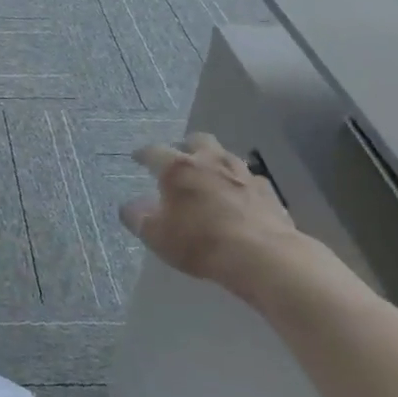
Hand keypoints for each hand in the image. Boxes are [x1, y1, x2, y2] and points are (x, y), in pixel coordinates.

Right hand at [118, 134, 314, 307]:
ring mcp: (243, 173)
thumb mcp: (158, 237)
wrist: (262, 256)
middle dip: (186, 146)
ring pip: (226, 156)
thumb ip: (138, 219)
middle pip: (197, 140)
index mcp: (178, 168)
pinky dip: (240, 184)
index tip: (137, 158)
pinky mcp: (268, 190)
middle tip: (180, 159)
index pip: (154, 152)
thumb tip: (129, 207)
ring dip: (216, 163)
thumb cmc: (200, 242)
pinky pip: (250, 179)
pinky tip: (240, 198)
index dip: (143, 154)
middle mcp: (210, 161)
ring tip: (210, 177)